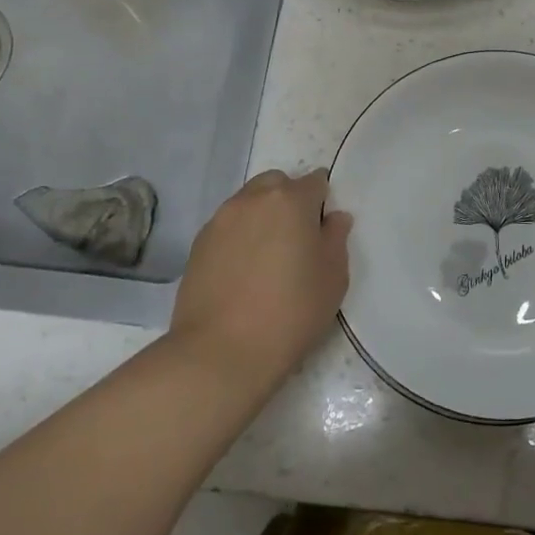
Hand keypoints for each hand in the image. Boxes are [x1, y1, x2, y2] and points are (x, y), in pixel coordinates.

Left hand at [170, 169, 352, 393]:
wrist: (221, 352)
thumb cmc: (290, 312)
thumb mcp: (333, 278)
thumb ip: (336, 239)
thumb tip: (334, 217)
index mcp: (291, 200)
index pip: (315, 181)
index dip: (322, 202)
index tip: (322, 230)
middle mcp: (253, 199)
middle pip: (277, 184)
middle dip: (289, 201)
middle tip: (295, 240)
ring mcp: (221, 219)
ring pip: (248, 202)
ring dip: (261, 217)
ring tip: (266, 258)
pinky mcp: (198, 243)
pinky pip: (227, 226)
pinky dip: (238, 237)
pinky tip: (242, 272)